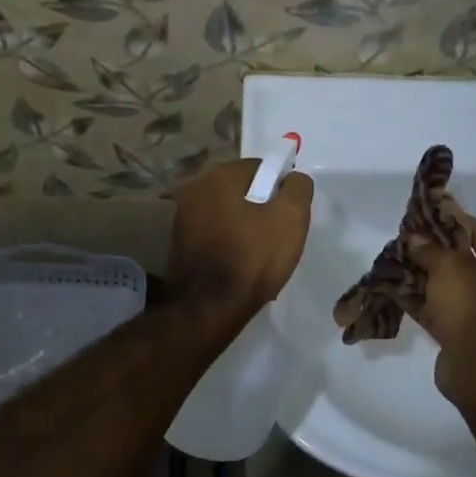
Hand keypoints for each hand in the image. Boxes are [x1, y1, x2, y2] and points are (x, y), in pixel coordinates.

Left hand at [165, 158, 312, 322]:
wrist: (208, 309)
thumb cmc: (252, 259)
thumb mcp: (290, 218)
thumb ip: (298, 188)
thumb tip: (293, 178)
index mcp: (220, 174)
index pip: (262, 167)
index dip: (280, 189)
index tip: (289, 215)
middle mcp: (195, 186)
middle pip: (242, 188)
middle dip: (261, 206)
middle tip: (277, 236)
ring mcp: (182, 214)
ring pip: (227, 210)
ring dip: (243, 224)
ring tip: (258, 254)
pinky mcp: (177, 240)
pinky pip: (213, 231)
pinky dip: (227, 240)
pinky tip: (239, 263)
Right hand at [407, 212, 475, 407]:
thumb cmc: (471, 305)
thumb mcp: (448, 267)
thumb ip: (429, 249)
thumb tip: (415, 238)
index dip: (452, 219)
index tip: (426, 213)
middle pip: (461, 259)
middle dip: (431, 249)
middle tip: (406, 238)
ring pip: (445, 285)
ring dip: (420, 274)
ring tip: (393, 260)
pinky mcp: (459, 332)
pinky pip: (436, 309)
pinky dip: (417, 299)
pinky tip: (393, 288)